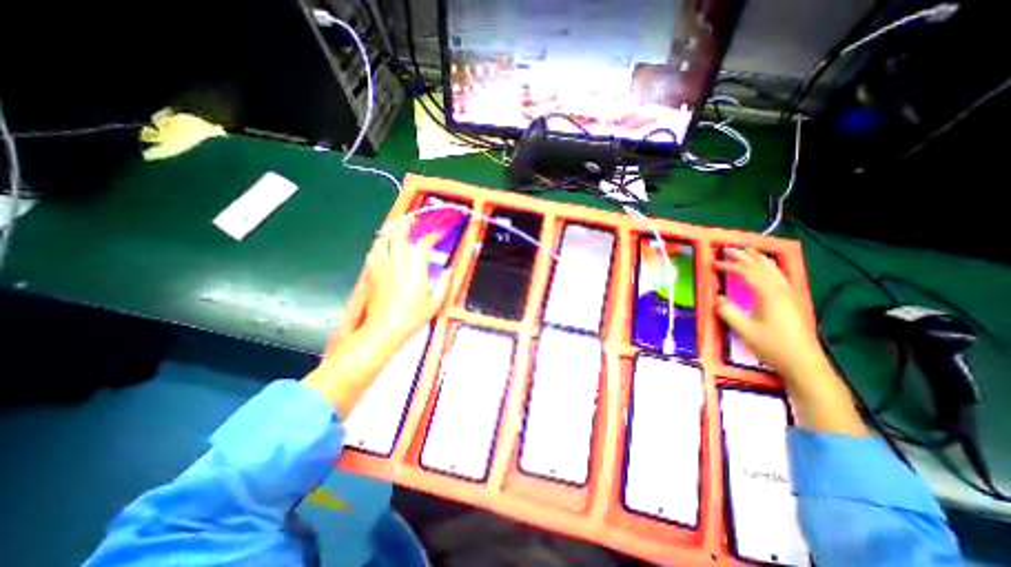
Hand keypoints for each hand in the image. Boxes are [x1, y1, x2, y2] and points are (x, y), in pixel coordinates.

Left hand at [356, 224, 446, 343]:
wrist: (385, 327)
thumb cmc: (412, 316)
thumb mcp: (435, 303)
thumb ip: (445, 284)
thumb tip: (450, 270)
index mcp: (416, 269)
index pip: (423, 244)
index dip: (431, 236)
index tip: (437, 236)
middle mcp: (398, 262)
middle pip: (400, 234)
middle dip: (408, 224)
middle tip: (414, 221)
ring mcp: (383, 266)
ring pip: (384, 239)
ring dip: (392, 231)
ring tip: (398, 229)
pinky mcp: (372, 272)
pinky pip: (374, 251)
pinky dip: (380, 244)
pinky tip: (383, 247)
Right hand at [714, 251, 824, 383]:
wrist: (805, 364)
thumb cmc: (773, 346)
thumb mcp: (745, 331)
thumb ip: (728, 312)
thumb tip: (717, 297)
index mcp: (769, 295)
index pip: (747, 273)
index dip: (729, 266)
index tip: (713, 262)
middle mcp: (781, 290)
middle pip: (762, 266)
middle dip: (744, 256)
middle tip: (728, 248)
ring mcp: (790, 295)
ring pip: (774, 269)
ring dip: (758, 258)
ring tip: (747, 251)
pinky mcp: (793, 301)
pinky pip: (780, 276)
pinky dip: (769, 267)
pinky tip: (767, 269)